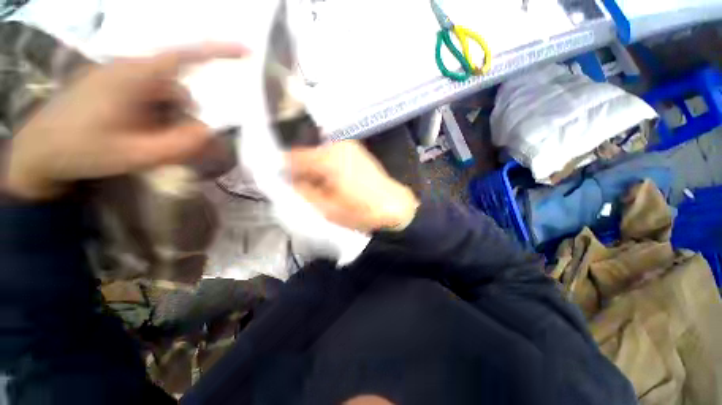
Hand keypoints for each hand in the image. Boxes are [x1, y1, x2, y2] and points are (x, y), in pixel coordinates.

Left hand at [3, 43, 245, 199]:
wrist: (40, 151)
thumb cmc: (81, 150)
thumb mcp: (134, 155)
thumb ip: (178, 145)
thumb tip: (209, 131)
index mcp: (133, 77)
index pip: (183, 56)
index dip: (217, 51)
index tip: (246, 51)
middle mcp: (130, 70)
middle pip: (179, 90)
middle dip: (183, 119)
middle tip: (169, 147)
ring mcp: (122, 77)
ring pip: (166, 96)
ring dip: (168, 121)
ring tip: (146, 143)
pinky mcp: (116, 86)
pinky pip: (151, 98)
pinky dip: (156, 117)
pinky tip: (138, 134)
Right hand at [286, 140, 419, 232]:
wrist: (394, 206)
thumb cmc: (361, 212)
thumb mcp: (326, 209)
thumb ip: (303, 193)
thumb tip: (288, 182)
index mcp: (327, 158)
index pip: (293, 157)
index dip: (282, 168)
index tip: (278, 180)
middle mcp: (337, 146)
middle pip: (306, 154)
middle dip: (299, 170)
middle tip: (299, 188)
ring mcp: (348, 147)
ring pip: (319, 154)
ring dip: (313, 169)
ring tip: (317, 187)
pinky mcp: (356, 152)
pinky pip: (331, 156)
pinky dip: (325, 167)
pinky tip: (331, 181)